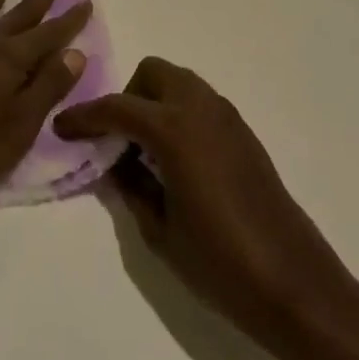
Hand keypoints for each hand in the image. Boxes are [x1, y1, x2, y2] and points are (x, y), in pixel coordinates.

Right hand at [54, 58, 358, 359]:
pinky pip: (200, 103)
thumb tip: (114, 161)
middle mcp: (200, 109)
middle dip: (127, 96)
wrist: (296, 286)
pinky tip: (175, 160)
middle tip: (116, 139)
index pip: (117, 108)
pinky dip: (178, 114)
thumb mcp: (159, 231)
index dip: (84, 116)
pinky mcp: (244, 133)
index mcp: (174, 129)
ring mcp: (227, 117)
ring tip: (144, 150)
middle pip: (152, 73)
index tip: (61, 127)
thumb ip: (130, 186)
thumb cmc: (221, 264)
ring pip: (179, 83)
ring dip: (154, 101)